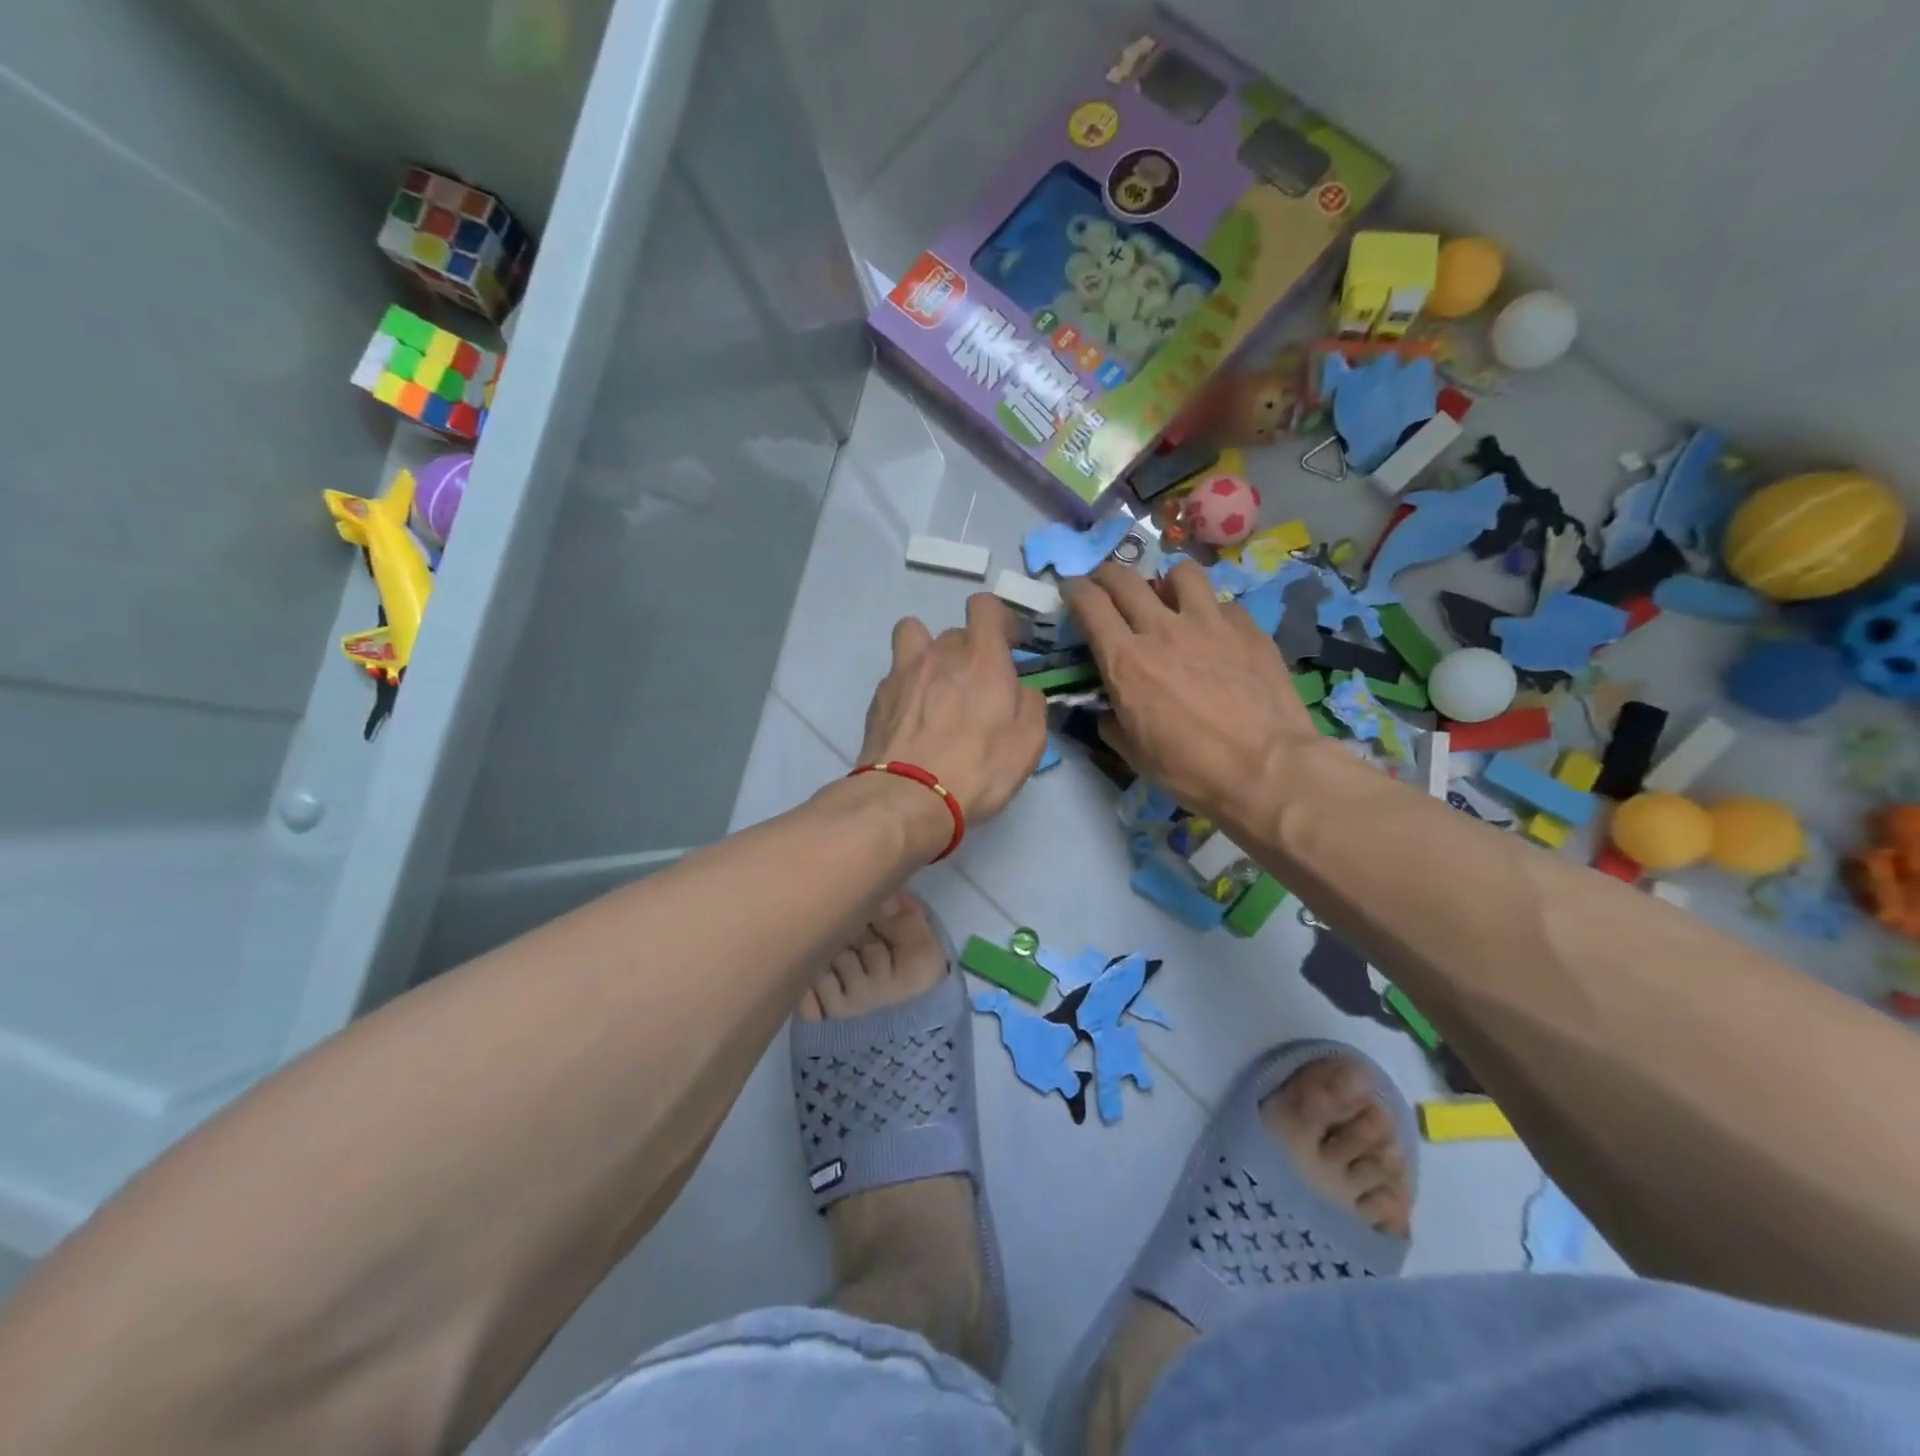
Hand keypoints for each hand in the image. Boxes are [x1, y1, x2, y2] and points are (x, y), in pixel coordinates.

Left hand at [859, 593, 1048, 833]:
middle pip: (955, 632)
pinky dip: (907, 686)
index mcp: (982, 658)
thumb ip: (1031, 704)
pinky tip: (912, 718)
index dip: (998, 619)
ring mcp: (903, 672)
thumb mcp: (1028, 743)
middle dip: (968, 652)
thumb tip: (1023, 690)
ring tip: (935, 686)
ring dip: (928, 653)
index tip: (1007, 644)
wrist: (908, 797)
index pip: (985, 606)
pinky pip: (896, 675)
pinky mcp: (879, 697)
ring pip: (914, 638)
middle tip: (976, 688)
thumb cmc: (978, 769)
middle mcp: (940, 654)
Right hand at [1066, 561, 1318, 824]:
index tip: (1072, 592)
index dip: (1075, 590)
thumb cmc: (1191, 770)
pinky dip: (1212, 613)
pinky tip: (1217, 635)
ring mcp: (1209, 623)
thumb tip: (1109, 712)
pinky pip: (1222, 604)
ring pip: (1180, 573)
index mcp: (1126, 661)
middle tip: (1106, 586)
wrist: (1267, 770)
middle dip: (1107, 575)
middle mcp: (1162, 629)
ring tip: (1170, 599)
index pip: (1089, 603)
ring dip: (1166, 582)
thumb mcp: (1134, 754)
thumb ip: (1113, 723)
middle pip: (1125, 578)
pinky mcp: (1248, 628)